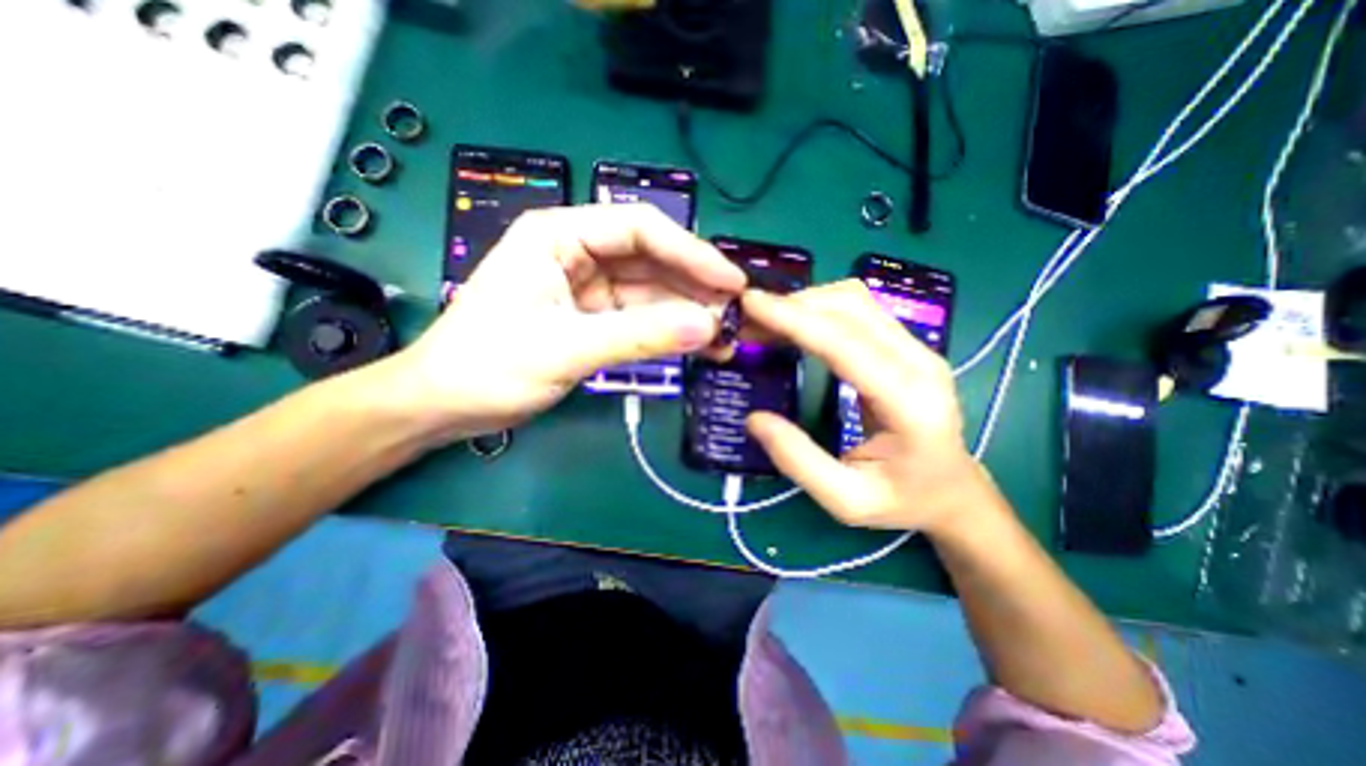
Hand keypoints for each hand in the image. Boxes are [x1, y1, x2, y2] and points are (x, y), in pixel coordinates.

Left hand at [370, 205, 744, 442]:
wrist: (445, 405)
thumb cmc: (489, 366)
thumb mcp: (565, 347)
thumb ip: (639, 336)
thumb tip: (706, 327)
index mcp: (559, 235)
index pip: (640, 229)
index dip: (691, 253)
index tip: (730, 283)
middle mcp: (577, 253)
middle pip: (651, 260)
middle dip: (694, 287)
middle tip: (736, 314)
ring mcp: (588, 288)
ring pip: (651, 292)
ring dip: (688, 313)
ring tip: (726, 336)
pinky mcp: (593, 318)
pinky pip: (641, 318)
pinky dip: (669, 332)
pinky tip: (698, 345)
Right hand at [745, 279, 994, 533]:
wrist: (953, 492)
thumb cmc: (903, 501)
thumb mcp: (847, 500)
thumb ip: (799, 461)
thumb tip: (754, 419)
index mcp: (909, 402)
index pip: (845, 343)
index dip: (795, 319)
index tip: (751, 304)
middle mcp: (919, 362)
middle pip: (852, 308)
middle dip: (793, 305)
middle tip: (748, 319)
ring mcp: (917, 349)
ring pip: (856, 301)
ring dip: (806, 302)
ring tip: (765, 321)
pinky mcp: (906, 346)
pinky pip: (859, 311)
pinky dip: (820, 309)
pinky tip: (794, 324)